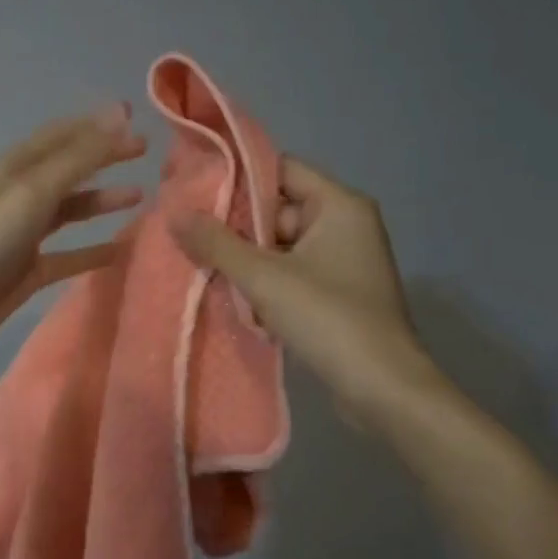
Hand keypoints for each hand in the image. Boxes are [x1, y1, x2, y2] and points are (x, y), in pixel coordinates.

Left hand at [0, 106, 147, 376]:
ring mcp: (20, 235)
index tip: (135, 115)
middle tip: (145, 151)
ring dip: (101, 201)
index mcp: (12, 167)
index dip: (96, 124)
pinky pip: (67, 255)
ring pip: (69, 211)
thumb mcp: (32, 191)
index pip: (61, 135)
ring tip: (140, 197)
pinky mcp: (24, 272)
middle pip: (67, 169)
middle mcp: (16, 195)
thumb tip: (119, 115)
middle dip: (104, 157)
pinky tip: (120, 250)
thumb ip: (78, 156)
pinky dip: (92, 250)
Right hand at [169, 156, 427, 425]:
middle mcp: (345, 224)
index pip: (281, 169)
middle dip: (236, 223)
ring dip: (246, 256)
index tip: (194, 190)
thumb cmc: (327, 318)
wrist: (382, 389)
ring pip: (281, 244)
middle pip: (279, 207)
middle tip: (190, 234)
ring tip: (202, 264)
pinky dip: (264, 280)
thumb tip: (174, 212)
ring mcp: (343, 260)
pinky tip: (231, 293)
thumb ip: (216, 242)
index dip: (238, 176)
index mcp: (339, 205)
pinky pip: (291, 271)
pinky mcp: (337, 292)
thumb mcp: (264, 277)